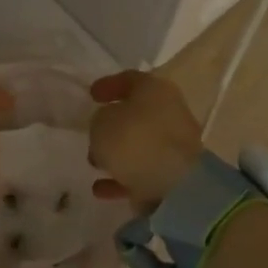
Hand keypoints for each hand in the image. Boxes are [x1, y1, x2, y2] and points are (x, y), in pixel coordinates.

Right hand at [87, 70, 204, 208]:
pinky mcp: (175, 175)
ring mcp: (175, 145)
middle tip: (93, 131)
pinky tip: (101, 188)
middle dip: (113, 124)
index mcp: (155, 90)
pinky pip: (143, 172)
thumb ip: (100, 121)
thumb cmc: (135, 141)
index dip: (109, 85)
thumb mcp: (102, 123)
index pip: (129, 79)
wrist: (176, 186)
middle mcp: (170, 112)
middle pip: (138, 113)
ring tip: (94, 163)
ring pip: (140, 144)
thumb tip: (108, 127)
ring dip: (117, 153)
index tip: (92, 95)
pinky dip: (123, 178)